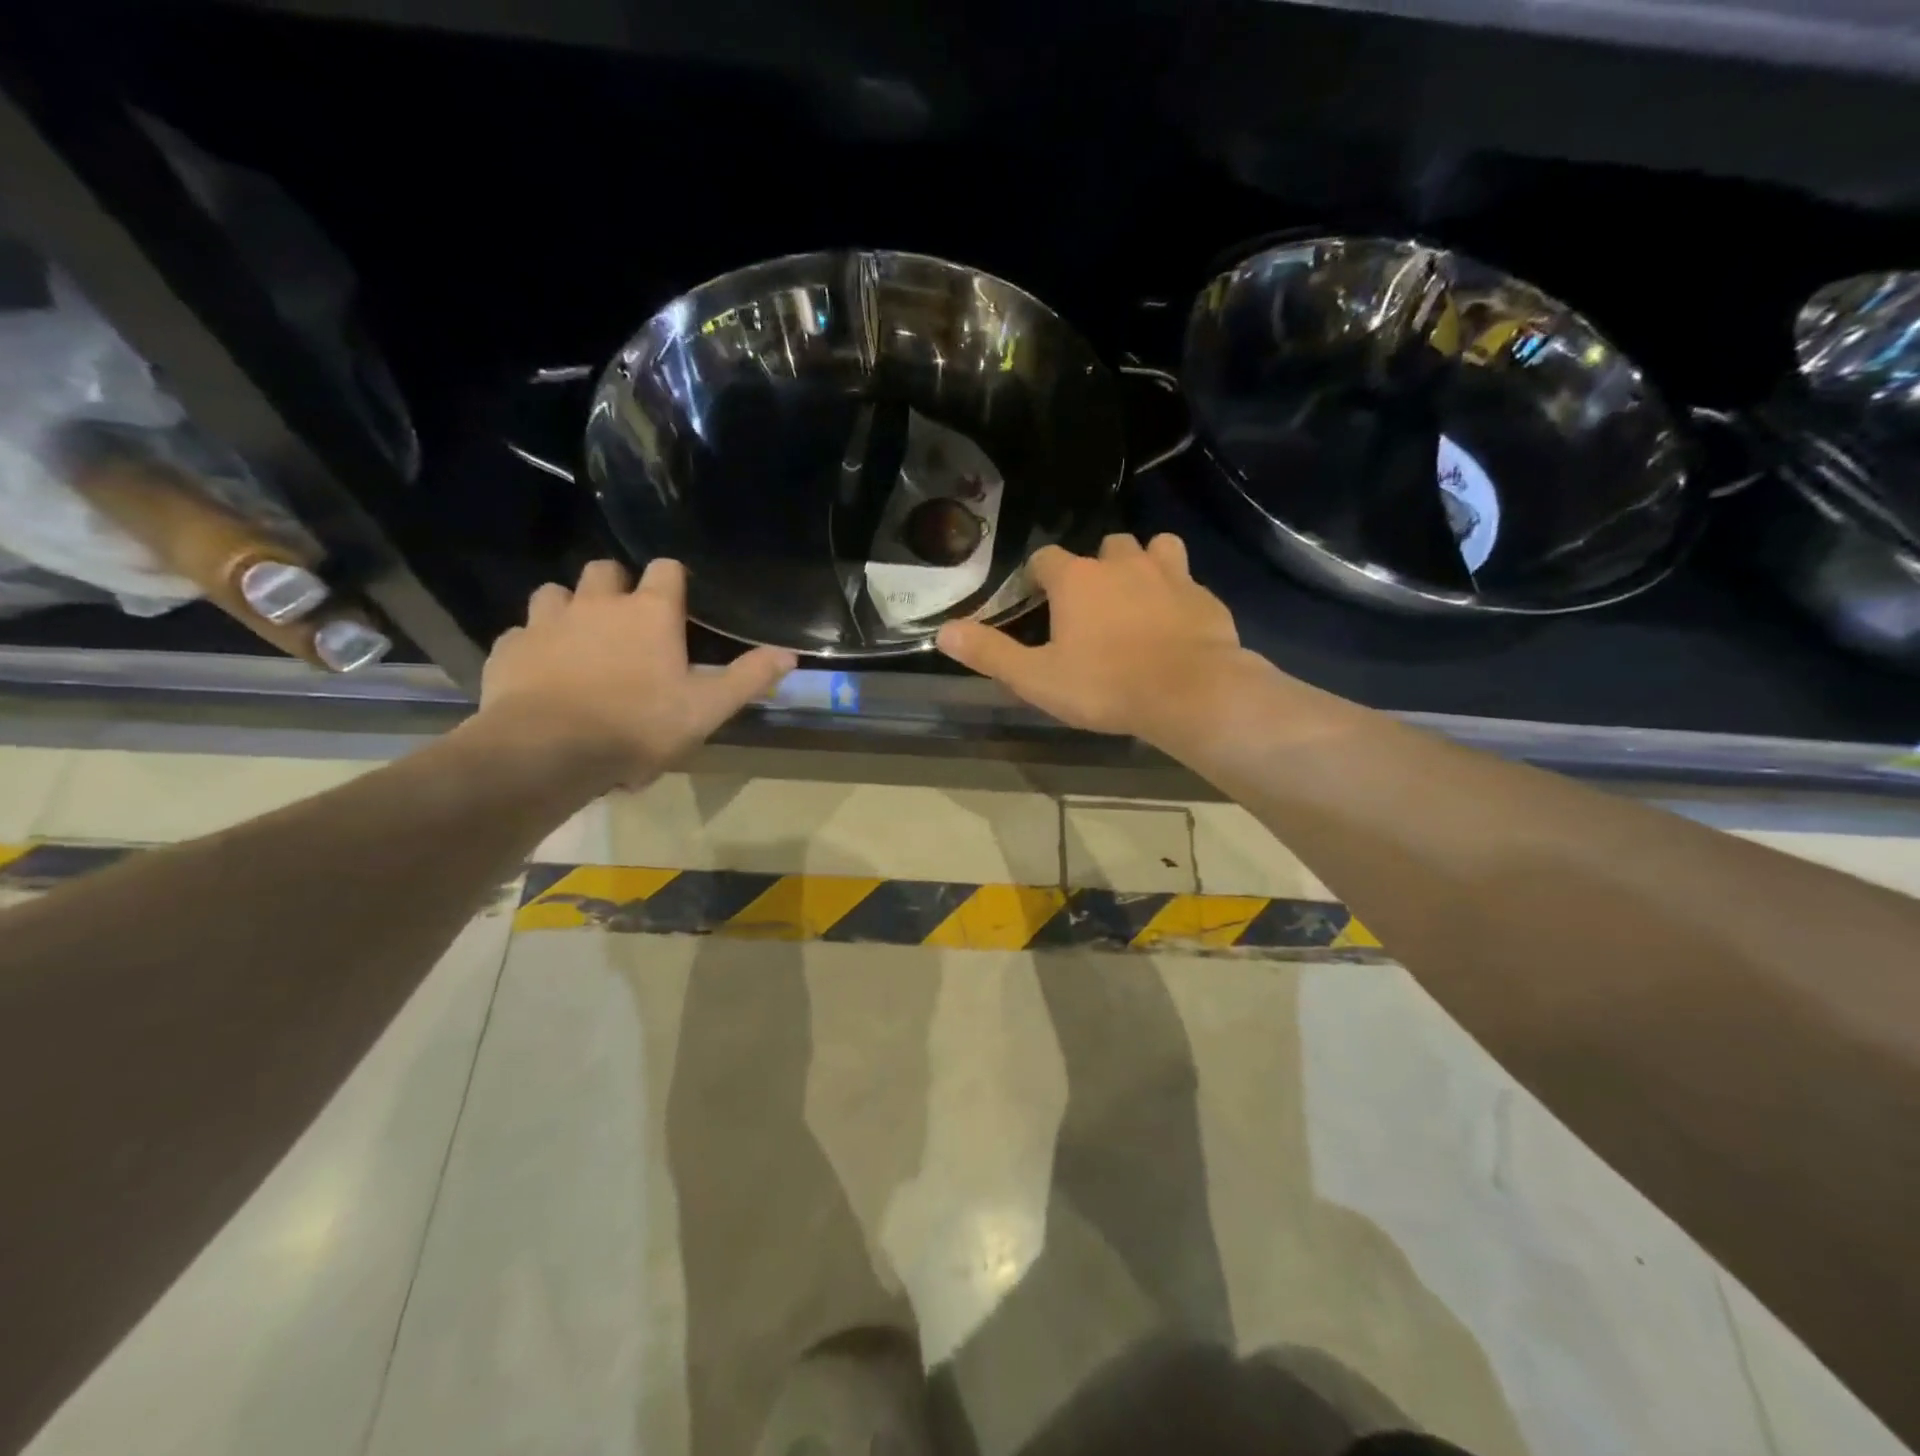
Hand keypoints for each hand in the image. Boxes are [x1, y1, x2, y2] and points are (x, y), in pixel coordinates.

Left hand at [479, 558, 795, 788]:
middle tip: (626, 621)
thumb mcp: (707, 709)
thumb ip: (749, 678)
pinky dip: (535, 644)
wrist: (549, 752)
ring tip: (579, 641)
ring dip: (570, 608)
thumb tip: (790, 654)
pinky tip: (542, 671)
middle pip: (605, 569)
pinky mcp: (510, 648)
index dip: (673, 580)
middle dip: (617, 586)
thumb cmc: (639, 726)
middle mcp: (597, 603)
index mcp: (649, 613)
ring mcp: (548, 622)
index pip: (666, 570)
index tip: (677, 602)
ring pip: (555, 593)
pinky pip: (522, 633)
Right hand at [937, 533, 1248, 741]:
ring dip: (1142, 565)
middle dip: (1095, 568)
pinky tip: (1175, 622)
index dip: (1038, 577)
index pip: (1046, 559)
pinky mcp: (1204, 595)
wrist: (1190, 693)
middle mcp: (1122, 563)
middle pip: (1104, 547)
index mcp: (1077, 580)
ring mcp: (1169, 574)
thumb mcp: (1037, 678)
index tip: (1038, 600)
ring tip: (1137, 598)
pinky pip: (1187, 580)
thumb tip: (943, 632)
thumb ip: (990, 654)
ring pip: (1154, 548)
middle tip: (1091, 606)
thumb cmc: (1105, 685)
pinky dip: (1177, 593)